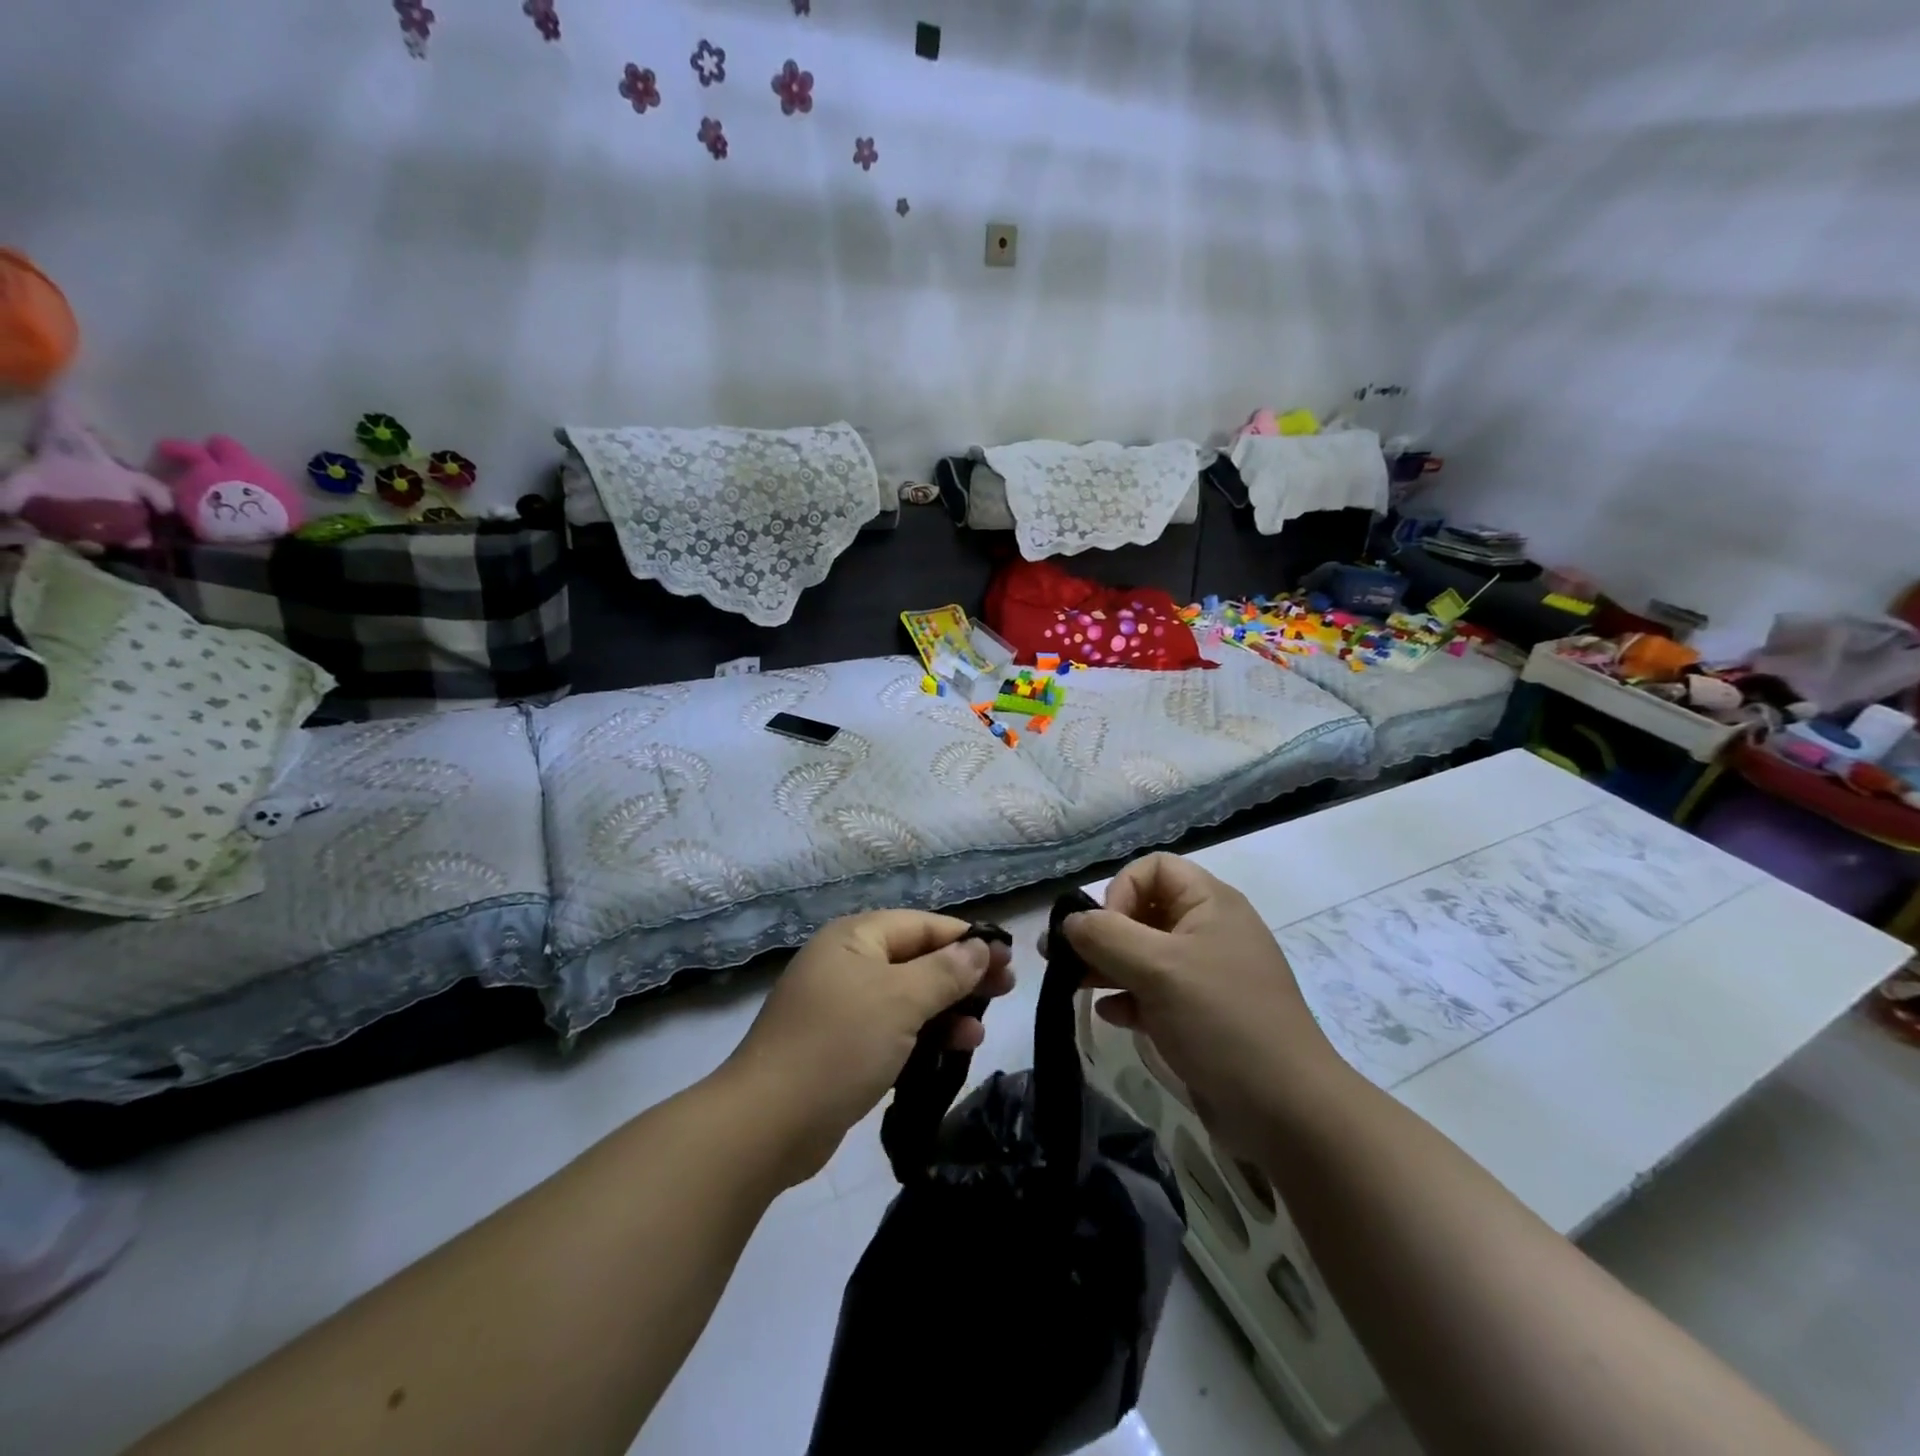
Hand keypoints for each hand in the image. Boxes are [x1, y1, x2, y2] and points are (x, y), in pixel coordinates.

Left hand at [722, 911, 1014, 1184]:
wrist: (768, 1123)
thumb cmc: (839, 1045)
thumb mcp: (901, 1000)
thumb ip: (945, 970)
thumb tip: (980, 946)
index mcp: (855, 938)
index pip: (923, 925)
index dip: (967, 939)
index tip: (1008, 957)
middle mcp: (848, 964)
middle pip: (917, 959)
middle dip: (961, 974)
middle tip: (1006, 989)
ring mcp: (842, 1007)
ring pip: (908, 997)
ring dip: (946, 1009)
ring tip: (981, 1029)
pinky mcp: (842, 1047)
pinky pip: (893, 1029)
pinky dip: (923, 1035)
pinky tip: (954, 1049)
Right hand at [1062, 853, 1344, 1152]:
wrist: (1287, 1112)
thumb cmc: (1222, 1022)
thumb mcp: (1158, 969)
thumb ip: (1105, 936)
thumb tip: (1069, 921)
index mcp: (1210, 904)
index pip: (1154, 868)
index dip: (1121, 889)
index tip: (1105, 930)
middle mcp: (1208, 931)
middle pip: (1143, 910)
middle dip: (1101, 931)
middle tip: (1060, 957)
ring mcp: (1204, 975)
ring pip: (1143, 953)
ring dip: (1106, 965)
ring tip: (1071, 984)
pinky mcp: (1199, 1015)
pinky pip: (1153, 992)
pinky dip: (1128, 998)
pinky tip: (1111, 1016)